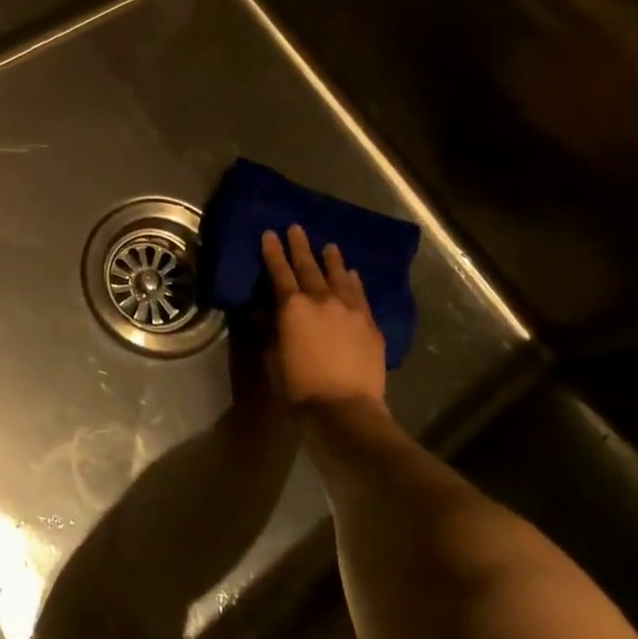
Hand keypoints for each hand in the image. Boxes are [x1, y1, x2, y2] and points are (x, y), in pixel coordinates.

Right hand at [261, 225, 387, 412]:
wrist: (345, 409)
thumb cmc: (299, 387)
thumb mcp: (272, 358)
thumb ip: (271, 331)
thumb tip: (267, 314)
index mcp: (292, 306)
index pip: (279, 271)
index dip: (273, 251)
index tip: (270, 233)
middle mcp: (321, 299)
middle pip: (308, 266)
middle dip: (300, 246)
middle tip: (296, 228)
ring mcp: (349, 309)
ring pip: (339, 276)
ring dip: (332, 260)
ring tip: (329, 246)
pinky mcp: (370, 324)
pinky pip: (360, 295)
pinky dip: (354, 281)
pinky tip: (353, 274)